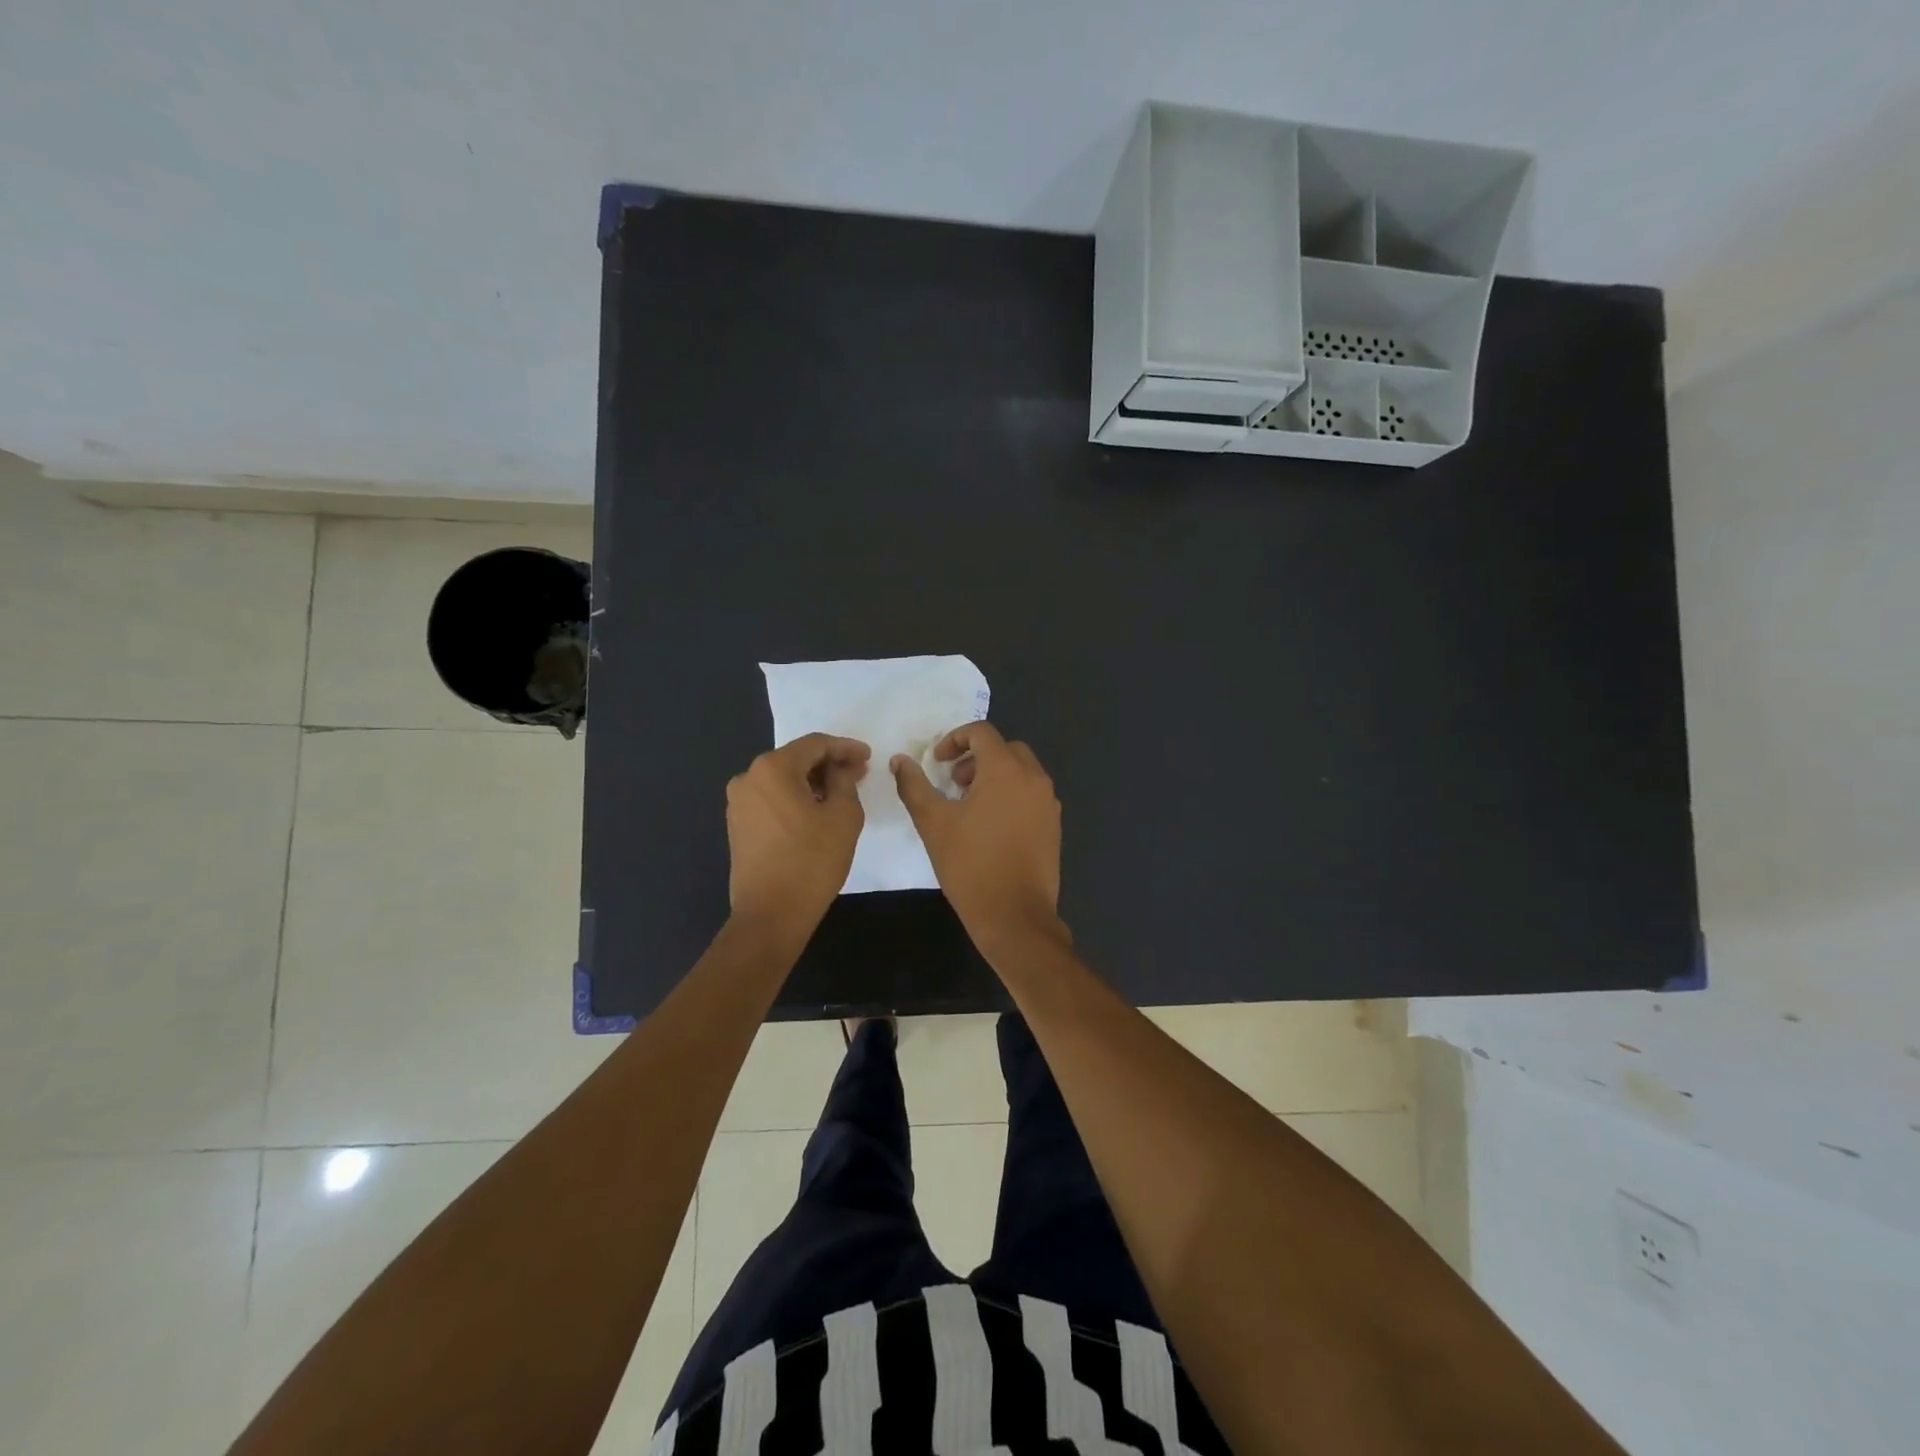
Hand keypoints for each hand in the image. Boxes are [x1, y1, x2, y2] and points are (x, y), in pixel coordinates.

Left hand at [727, 733, 870, 930]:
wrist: (771, 914)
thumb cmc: (812, 861)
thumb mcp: (844, 816)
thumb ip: (844, 781)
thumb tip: (839, 771)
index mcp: (772, 768)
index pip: (815, 744)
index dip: (845, 747)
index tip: (868, 757)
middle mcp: (748, 778)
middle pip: (796, 759)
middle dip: (829, 764)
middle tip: (859, 773)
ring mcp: (739, 803)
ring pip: (783, 780)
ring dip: (813, 782)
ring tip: (841, 793)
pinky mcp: (738, 825)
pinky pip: (772, 799)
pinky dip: (795, 799)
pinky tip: (816, 811)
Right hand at [891, 722, 1067, 954]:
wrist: (1014, 916)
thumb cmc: (970, 865)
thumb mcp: (933, 823)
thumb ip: (914, 785)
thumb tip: (900, 761)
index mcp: (1006, 770)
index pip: (982, 732)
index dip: (955, 739)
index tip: (937, 762)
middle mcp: (1034, 778)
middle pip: (1005, 748)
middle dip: (976, 757)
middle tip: (953, 782)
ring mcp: (1048, 803)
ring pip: (1021, 771)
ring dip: (994, 775)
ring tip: (969, 805)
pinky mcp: (1053, 825)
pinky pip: (1031, 794)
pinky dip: (1011, 794)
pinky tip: (991, 826)